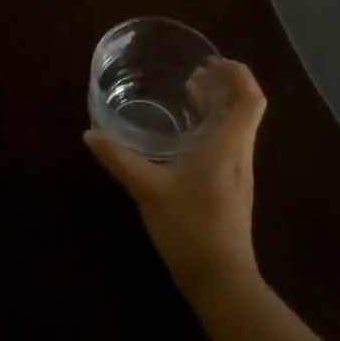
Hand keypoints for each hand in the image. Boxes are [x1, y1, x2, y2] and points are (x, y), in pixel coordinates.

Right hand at [85, 58, 266, 295]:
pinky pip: (228, 141)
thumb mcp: (147, 190)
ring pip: (237, 125)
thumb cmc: (190, 227)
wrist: (220, 278)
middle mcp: (238, 153)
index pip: (249, 99)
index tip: (211, 62)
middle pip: (245, 107)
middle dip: (224, 83)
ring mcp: (238, 171)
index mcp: (226, 146)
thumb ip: (119, 159)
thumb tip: (89, 134)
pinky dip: (212, 124)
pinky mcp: (231, 185)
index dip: (237, 74)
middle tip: (194, 71)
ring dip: (219, 103)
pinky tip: (186, 132)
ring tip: (189, 92)